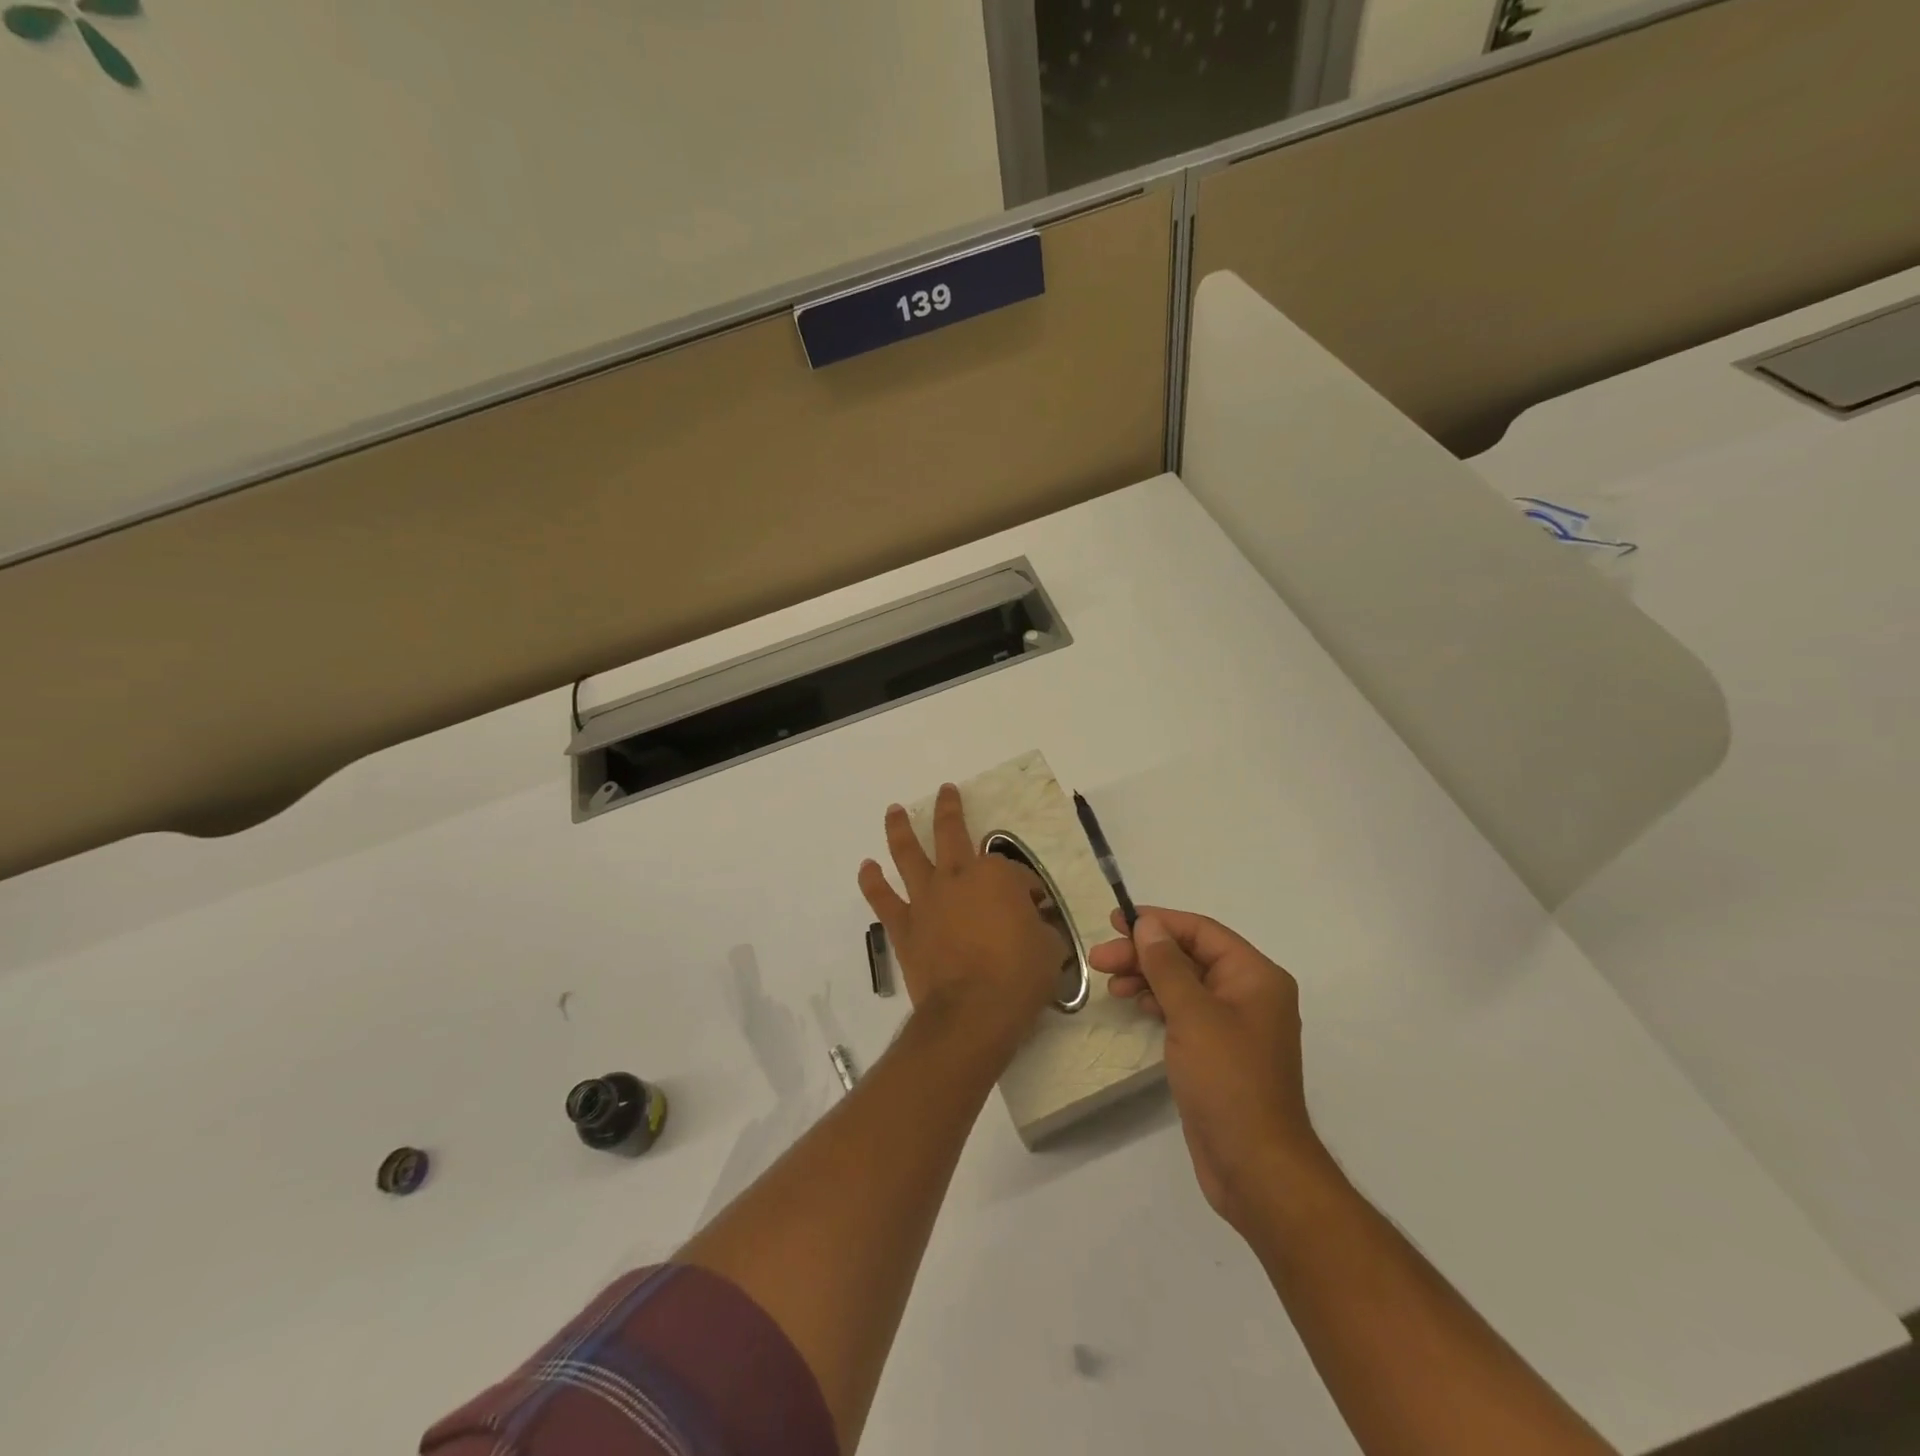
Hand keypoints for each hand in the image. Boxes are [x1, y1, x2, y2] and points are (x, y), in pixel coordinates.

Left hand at [858, 785, 1066, 1047]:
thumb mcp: (1050, 948)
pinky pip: (883, 898)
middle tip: (946, 791)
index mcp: (996, 876)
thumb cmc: (1019, 978)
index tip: (1034, 907)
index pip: (1014, 871)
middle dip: (950, 809)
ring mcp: (926, 899)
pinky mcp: (904, 926)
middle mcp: (957, 877)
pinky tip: (866, 867)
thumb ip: (1039, 928)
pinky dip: (872, 882)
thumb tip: (1033, 924)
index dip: (1026, 888)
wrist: (972, 1013)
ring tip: (894, 811)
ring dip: (900, 829)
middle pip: (951, 833)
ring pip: (908, 853)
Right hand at [1088, 908, 1327, 1230]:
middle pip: (1190, 957)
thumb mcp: (1193, 1015)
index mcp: (1256, 977)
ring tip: (1110, 983)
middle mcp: (1249, 994)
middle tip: (1099, 959)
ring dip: (1147, 977)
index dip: (1158, 922)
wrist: (1255, 1168)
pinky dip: (1158, 1002)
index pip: (1202, 932)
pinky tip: (1135, 1004)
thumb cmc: (1228, 1082)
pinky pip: (1185, 1012)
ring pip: (1184, 984)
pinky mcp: (1218, 1052)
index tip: (1115, 921)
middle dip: (1145, 954)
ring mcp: (1234, 1025)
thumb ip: (1167, 965)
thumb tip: (1148, 924)